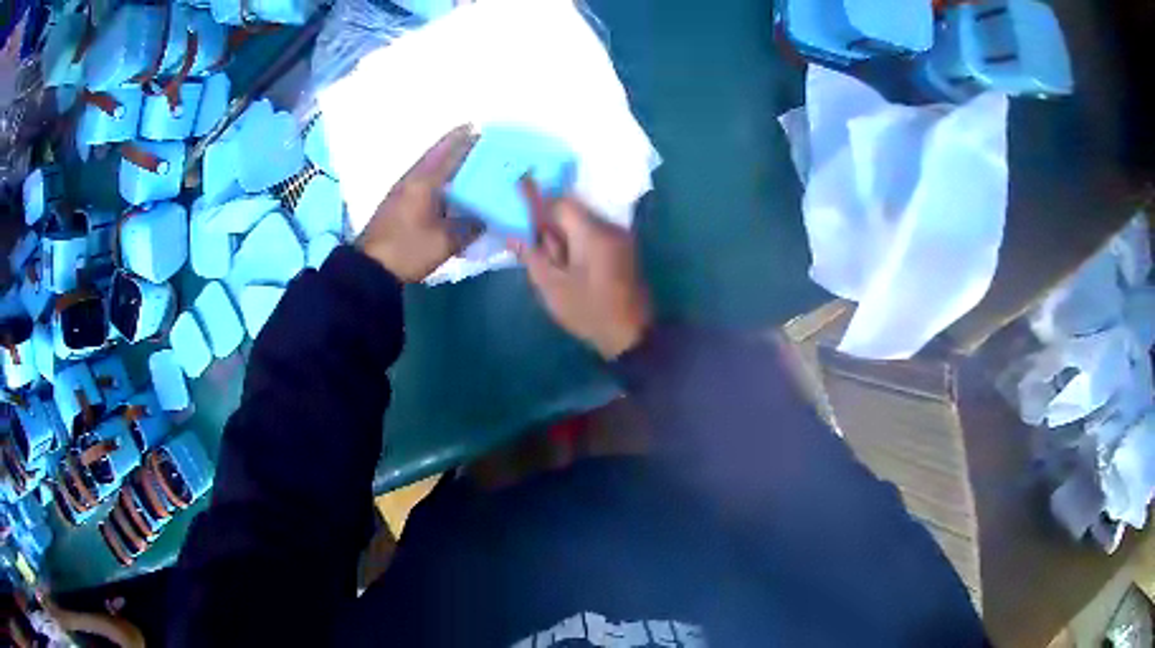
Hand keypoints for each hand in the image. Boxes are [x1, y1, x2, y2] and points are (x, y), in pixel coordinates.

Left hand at [357, 125, 481, 281]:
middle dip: (455, 146)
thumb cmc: (407, 250)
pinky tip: (447, 186)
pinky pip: (422, 181)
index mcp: (423, 182)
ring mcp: (401, 192)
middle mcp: (411, 180)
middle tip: (476, 141)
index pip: (448, 153)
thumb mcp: (445, 242)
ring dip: (445, 161)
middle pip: (436, 156)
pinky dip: (437, 177)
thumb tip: (486, 217)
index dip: (464, 140)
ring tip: (466, 160)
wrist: (369, 269)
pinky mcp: (397, 204)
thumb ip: (468, 226)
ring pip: (428, 168)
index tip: (479, 128)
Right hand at [512, 178, 651, 358]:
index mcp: (592, 233)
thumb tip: (512, 234)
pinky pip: (595, 233)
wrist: (630, 335)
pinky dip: (578, 241)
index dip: (538, 202)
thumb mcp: (552, 287)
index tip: (521, 207)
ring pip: (584, 222)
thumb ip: (531, 255)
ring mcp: (621, 237)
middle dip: (551, 223)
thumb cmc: (588, 311)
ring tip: (553, 259)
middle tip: (534, 244)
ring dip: (565, 233)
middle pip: (573, 211)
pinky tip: (569, 263)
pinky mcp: (624, 248)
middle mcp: (609, 227)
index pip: (561, 202)